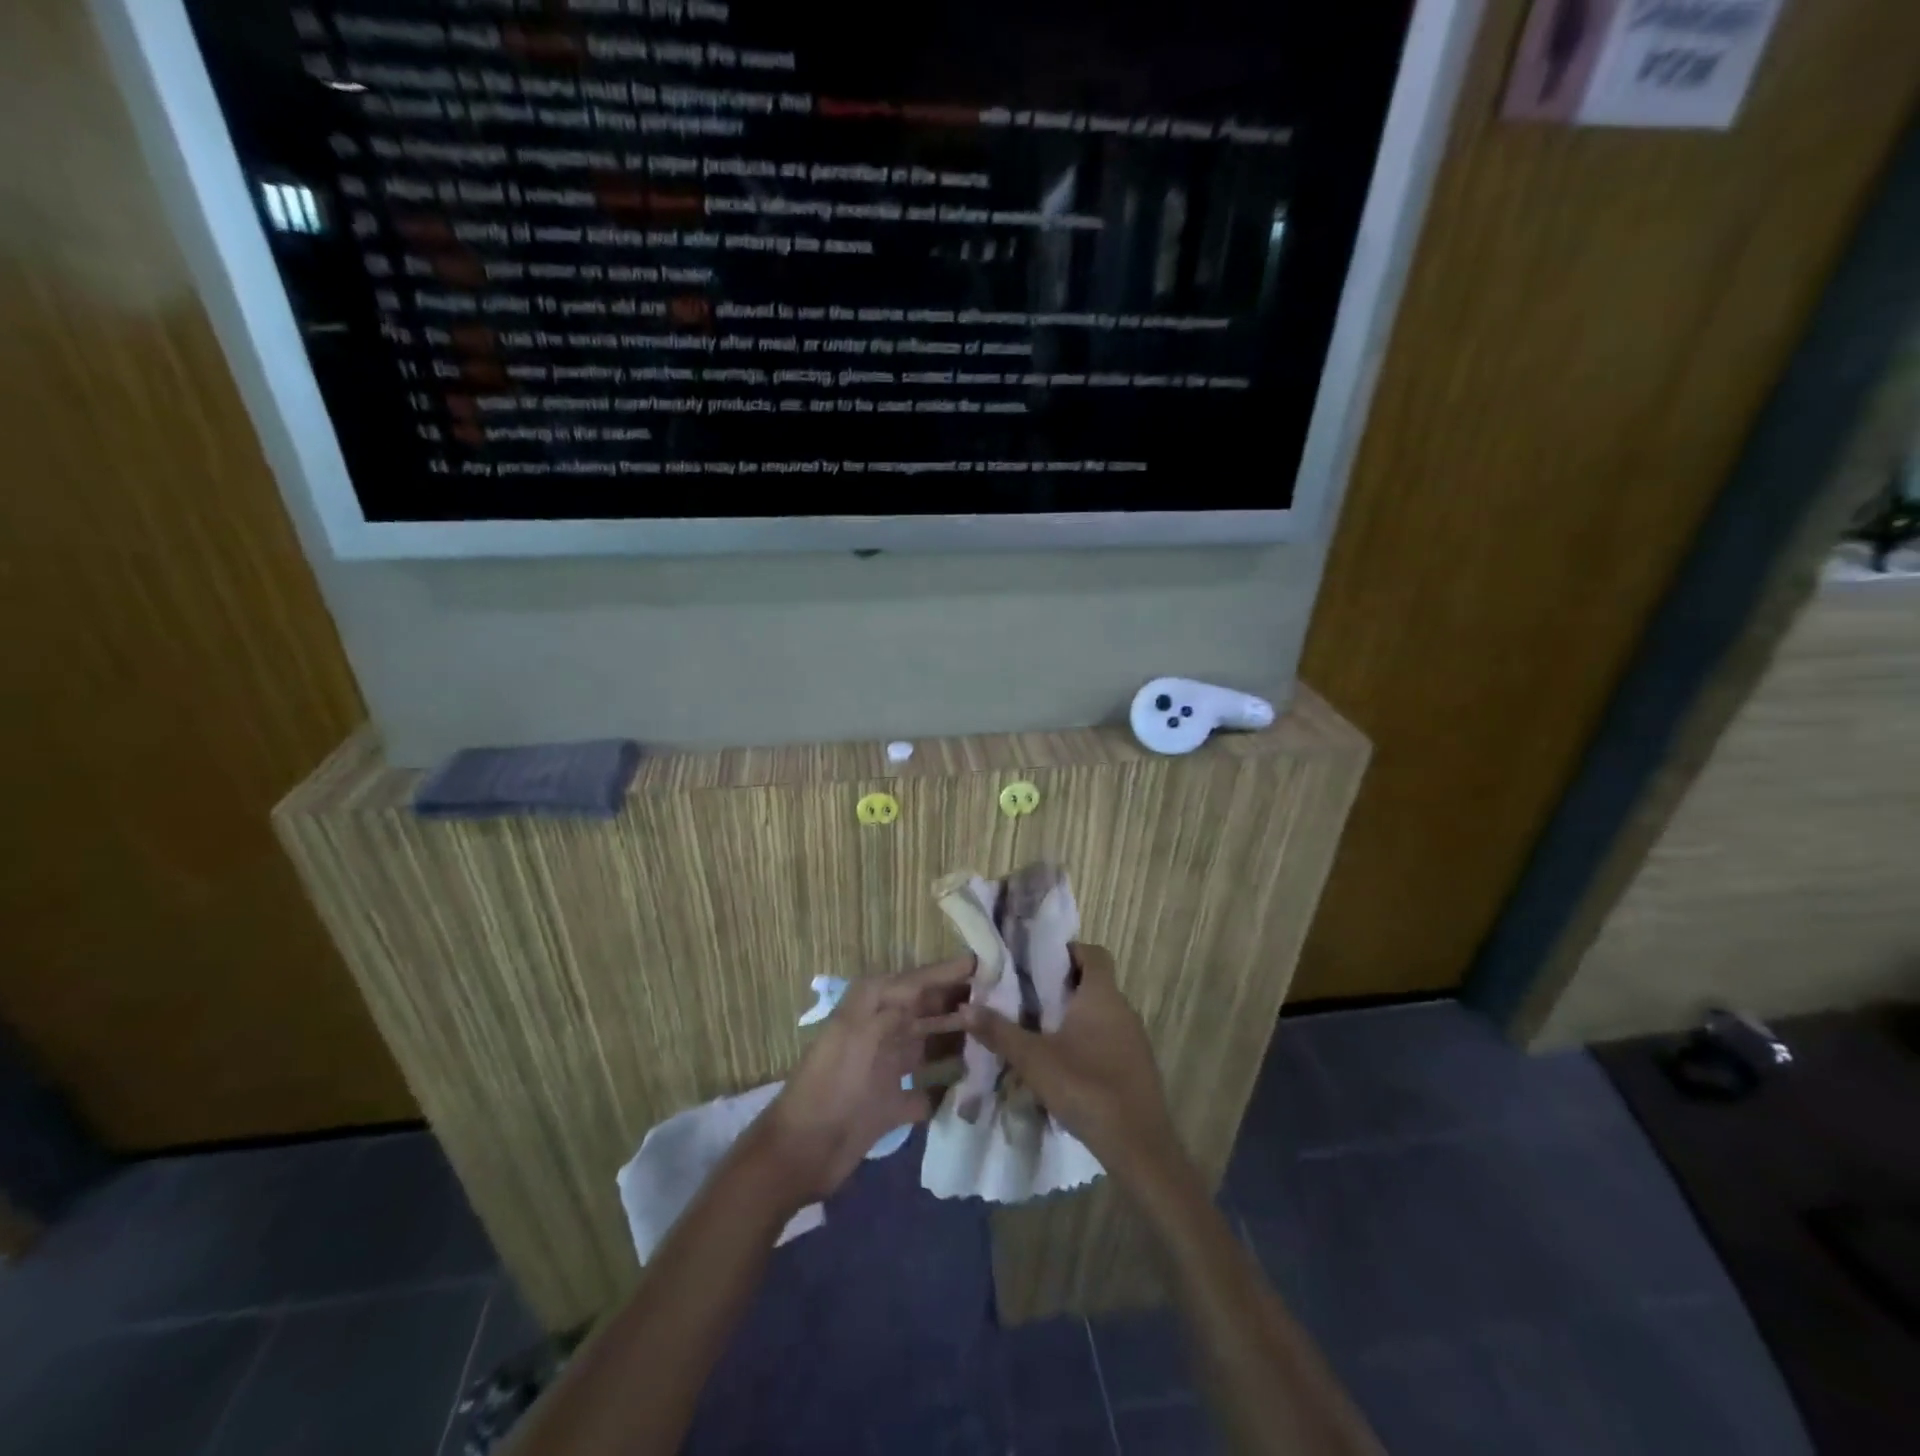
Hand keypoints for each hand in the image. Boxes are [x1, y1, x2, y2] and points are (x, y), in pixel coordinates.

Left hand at [747, 955, 974, 1205]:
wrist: (799, 1153)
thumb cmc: (831, 1085)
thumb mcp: (861, 1033)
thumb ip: (897, 1005)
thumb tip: (933, 984)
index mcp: (871, 1009)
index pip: (917, 981)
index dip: (948, 972)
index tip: (986, 964)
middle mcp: (880, 1033)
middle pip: (926, 1011)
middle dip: (960, 1005)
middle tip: (1003, 1003)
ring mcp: (886, 1070)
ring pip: (929, 1047)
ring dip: (958, 1043)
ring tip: (996, 1040)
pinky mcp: (890, 1107)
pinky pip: (926, 1093)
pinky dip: (947, 1090)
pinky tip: (974, 1089)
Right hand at [957, 943, 1179, 1179]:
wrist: (1139, 1147)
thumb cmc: (1086, 1088)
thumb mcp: (1034, 1060)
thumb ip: (999, 1032)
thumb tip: (965, 1009)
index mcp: (1102, 996)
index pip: (1093, 953)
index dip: (1068, 951)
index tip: (1038, 963)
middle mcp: (1123, 1009)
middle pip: (1094, 982)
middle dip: (1062, 986)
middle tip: (1028, 997)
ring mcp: (1134, 1039)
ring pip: (1101, 1013)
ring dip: (1074, 1016)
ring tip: (1040, 1031)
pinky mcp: (1137, 1066)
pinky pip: (1109, 1039)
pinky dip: (1088, 1041)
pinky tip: (1065, 1066)